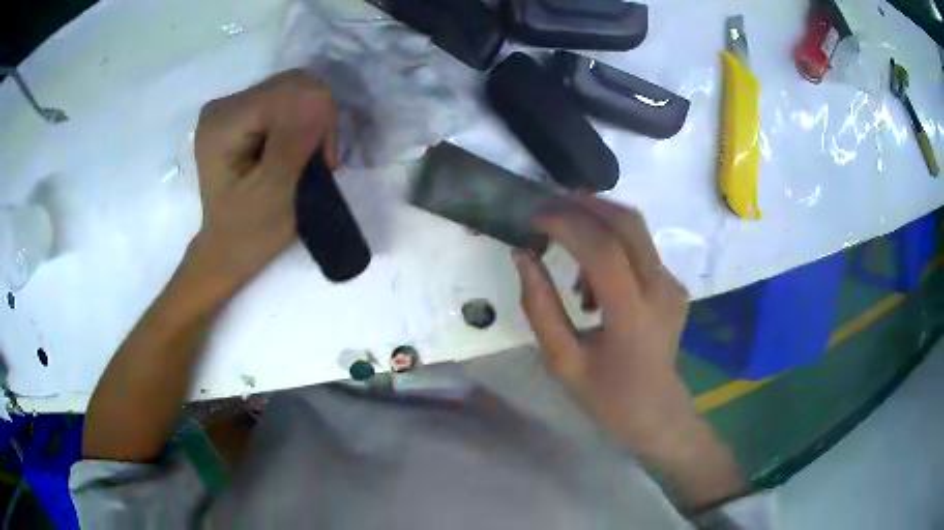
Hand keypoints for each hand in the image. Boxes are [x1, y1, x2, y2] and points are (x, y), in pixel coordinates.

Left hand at [192, 69, 339, 290]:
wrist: (228, 249)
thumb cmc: (249, 232)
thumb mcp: (274, 194)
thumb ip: (293, 142)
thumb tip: (320, 96)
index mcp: (223, 123)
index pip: (289, 91)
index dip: (318, 119)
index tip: (323, 162)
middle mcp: (223, 105)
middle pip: (292, 84)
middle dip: (316, 119)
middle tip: (317, 161)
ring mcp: (231, 106)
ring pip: (294, 89)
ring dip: (312, 122)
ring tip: (308, 159)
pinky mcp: (241, 113)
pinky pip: (287, 100)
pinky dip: (302, 123)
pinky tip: (296, 149)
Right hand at [512, 195, 692, 452]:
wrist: (656, 413)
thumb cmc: (606, 396)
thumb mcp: (562, 360)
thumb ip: (540, 306)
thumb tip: (523, 255)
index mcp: (633, 316)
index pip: (603, 249)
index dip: (565, 223)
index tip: (533, 217)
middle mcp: (660, 290)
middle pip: (627, 222)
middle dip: (583, 204)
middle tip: (547, 208)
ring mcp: (672, 285)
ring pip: (635, 228)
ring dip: (596, 222)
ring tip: (564, 250)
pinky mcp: (673, 284)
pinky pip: (639, 247)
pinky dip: (610, 244)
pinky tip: (591, 278)